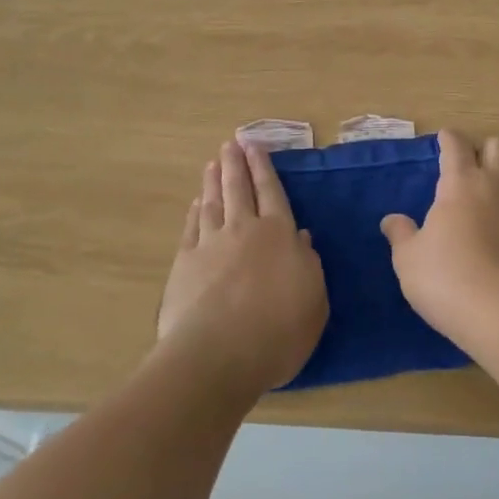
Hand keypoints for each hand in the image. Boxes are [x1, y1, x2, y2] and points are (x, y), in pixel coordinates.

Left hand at [157, 140, 328, 398]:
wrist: (217, 355)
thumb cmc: (278, 330)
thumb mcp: (314, 299)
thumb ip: (307, 264)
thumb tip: (300, 236)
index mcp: (279, 234)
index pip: (272, 192)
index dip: (264, 168)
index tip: (255, 146)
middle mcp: (244, 229)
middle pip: (239, 189)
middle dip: (236, 164)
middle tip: (231, 143)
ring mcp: (211, 244)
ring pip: (213, 203)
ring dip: (214, 181)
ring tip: (213, 163)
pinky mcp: (185, 264)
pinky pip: (192, 228)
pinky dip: (195, 212)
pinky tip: (196, 204)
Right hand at [380, 129, 498, 357]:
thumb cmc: (446, 277)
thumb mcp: (408, 258)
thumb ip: (401, 234)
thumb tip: (392, 219)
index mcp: (461, 183)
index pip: (457, 145)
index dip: (448, 138)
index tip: (442, 137)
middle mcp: (494, 186)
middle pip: (498, 147)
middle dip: (483, 148)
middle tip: (466, 163)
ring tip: (486, 186)